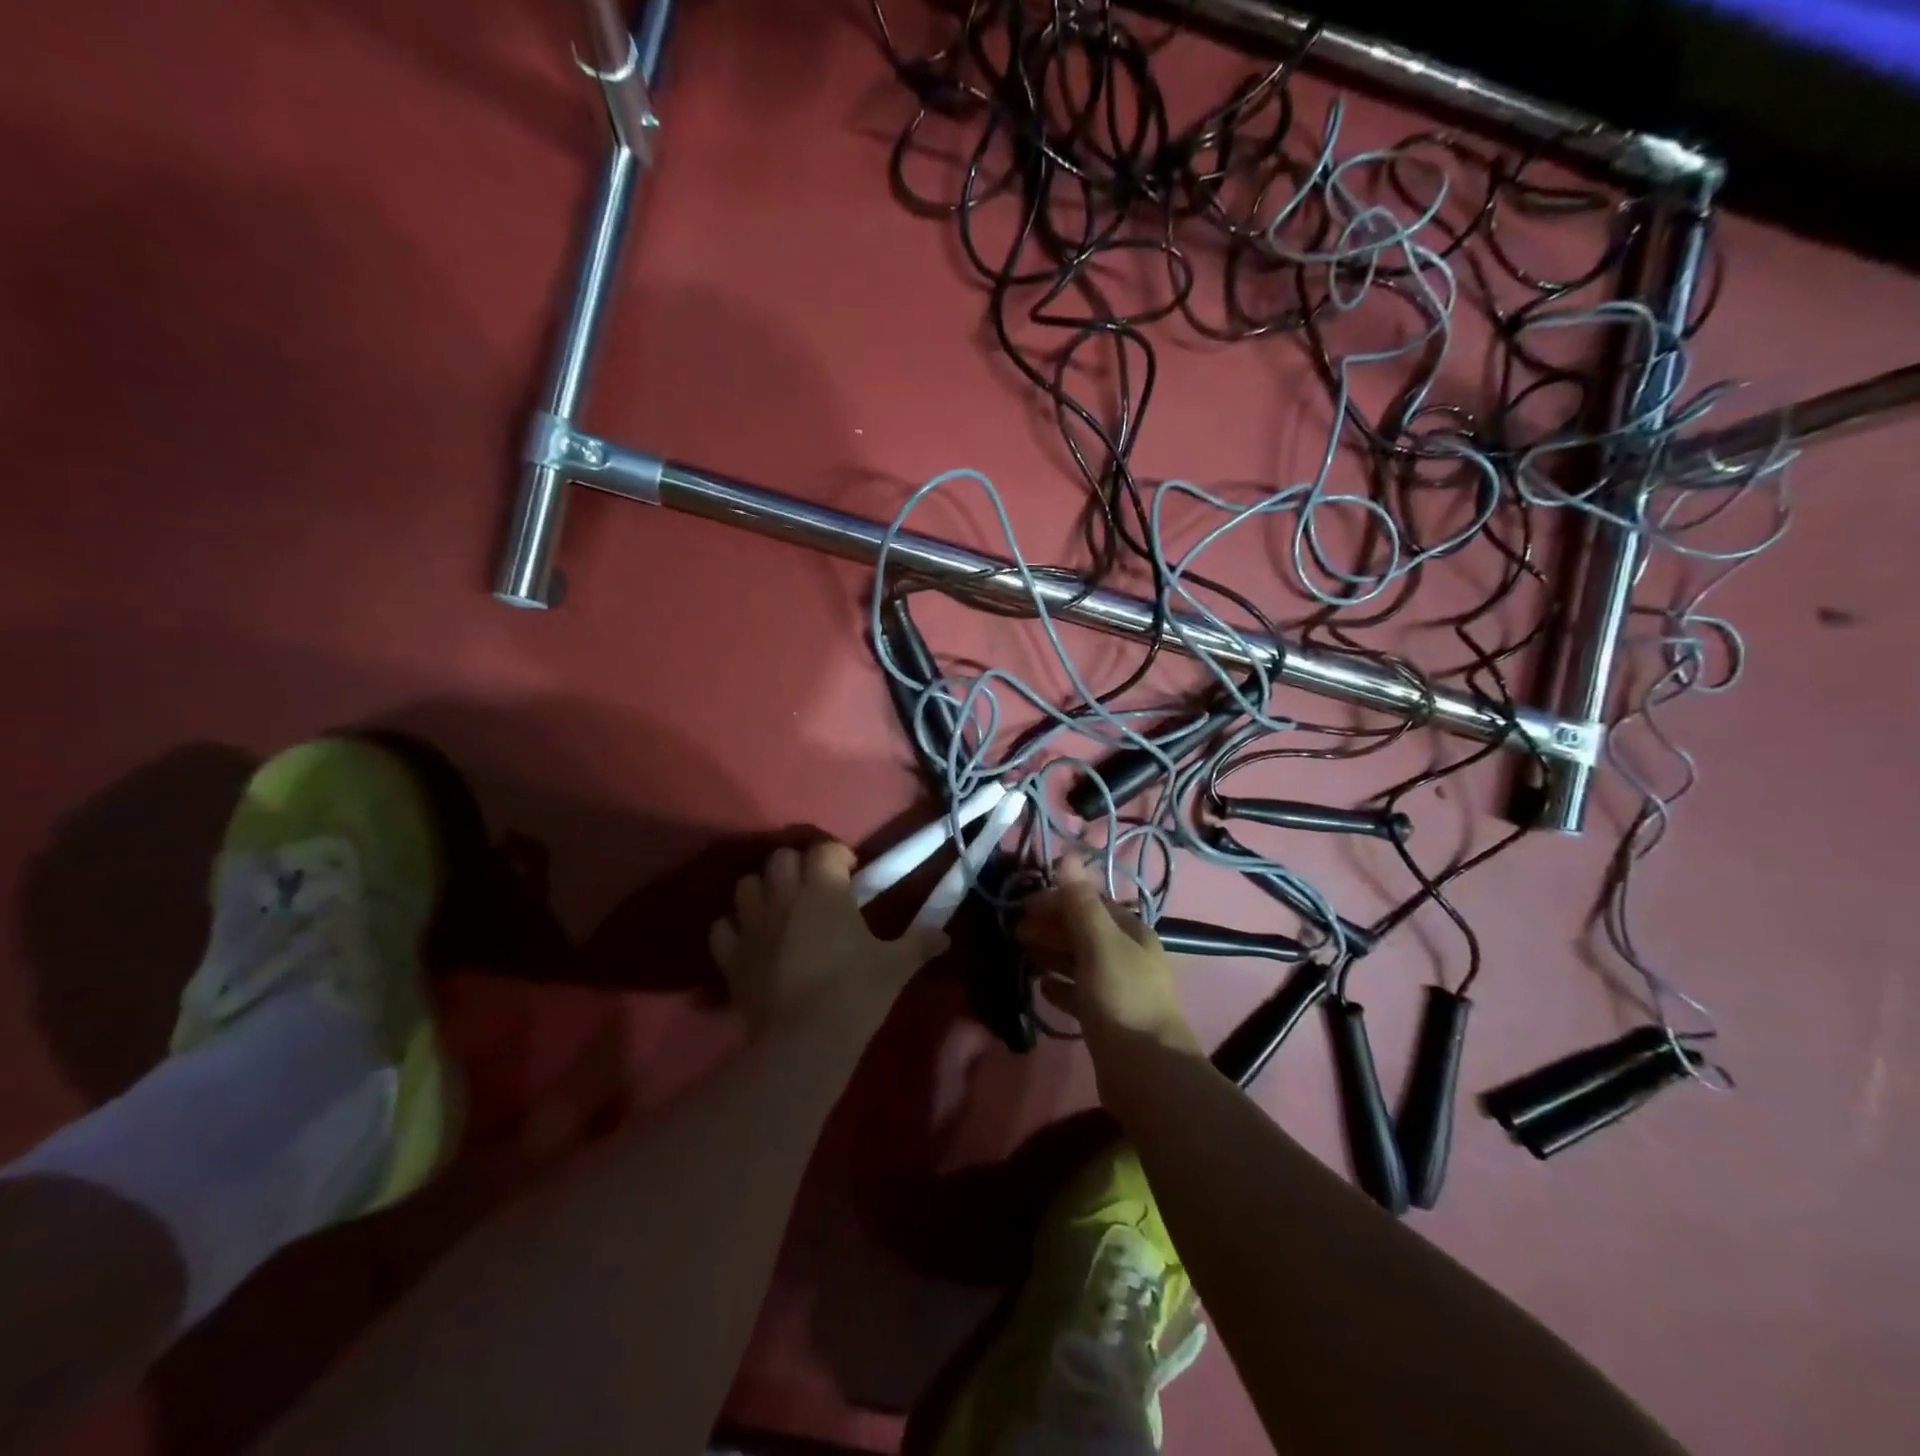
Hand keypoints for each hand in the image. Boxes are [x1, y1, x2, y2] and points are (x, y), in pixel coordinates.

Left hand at [708, 842, 946, 1033]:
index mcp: (824, 890)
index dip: (839, 855)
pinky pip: (723, 927)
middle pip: (781, 858)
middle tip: (815, 888)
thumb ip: (921, 943)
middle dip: (798, 865)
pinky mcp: (731, 957)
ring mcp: (752, 925)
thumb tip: (946, 936)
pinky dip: (734, 928)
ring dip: (763, 889)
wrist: (804, 1042)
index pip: (825, 850)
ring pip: (746, 885)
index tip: (852, 871)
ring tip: (781, 908)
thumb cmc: (855, 993)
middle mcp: (784, 897)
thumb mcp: (896, 966)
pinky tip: (751, 940)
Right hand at [1015, 858, 1200, 1059]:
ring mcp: (1118, 989)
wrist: (1146, 1072)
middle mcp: (1127, 956)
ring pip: (1079, 961)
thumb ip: (1080, 902)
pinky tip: (1041, 988)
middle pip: (1083, 931)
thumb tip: (1067, 856)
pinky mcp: (1107, 1019)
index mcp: (1131, 932)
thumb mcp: (1099, 943)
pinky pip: (1078, 993)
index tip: (1023, 906)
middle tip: (1014, 931)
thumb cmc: (1122, 997)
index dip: (1057, 900)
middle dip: (1050, 926)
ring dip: (1051, 953)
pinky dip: (1060, 986)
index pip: (1090, 903)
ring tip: (1021, 953)